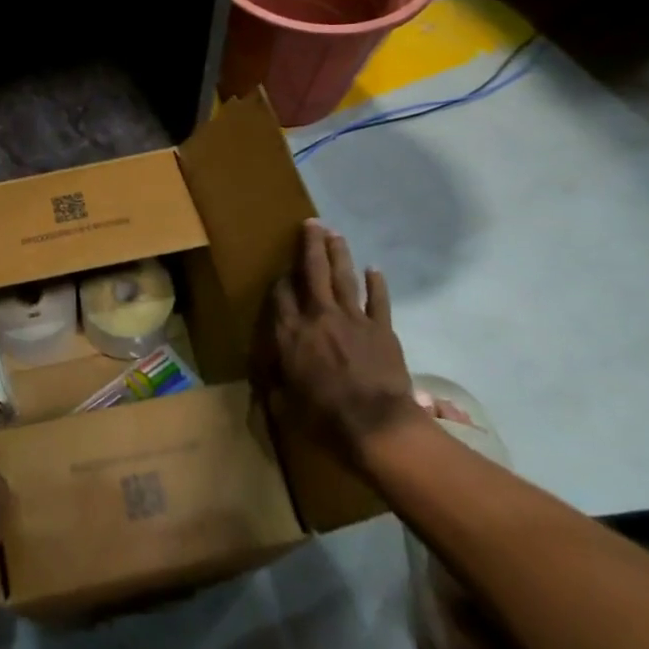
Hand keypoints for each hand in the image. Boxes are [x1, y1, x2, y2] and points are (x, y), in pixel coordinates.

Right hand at [265, 221, 425, 466]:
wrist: (374, 424)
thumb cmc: (323, 417)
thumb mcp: (286, 404)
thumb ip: (276, 386)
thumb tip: (267, 382)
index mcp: (291, 334)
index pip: (281, 296)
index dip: (281, 280)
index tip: (281, 272)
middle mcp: (318, 317)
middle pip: (313, 273)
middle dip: (310, 246)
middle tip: (311, 224)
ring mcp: (352, 319)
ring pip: (343, 278)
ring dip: (339, 254)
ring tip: (335, 234)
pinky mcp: (381, 329)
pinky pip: (378, 300)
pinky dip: (377, 284)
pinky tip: (374, 269)